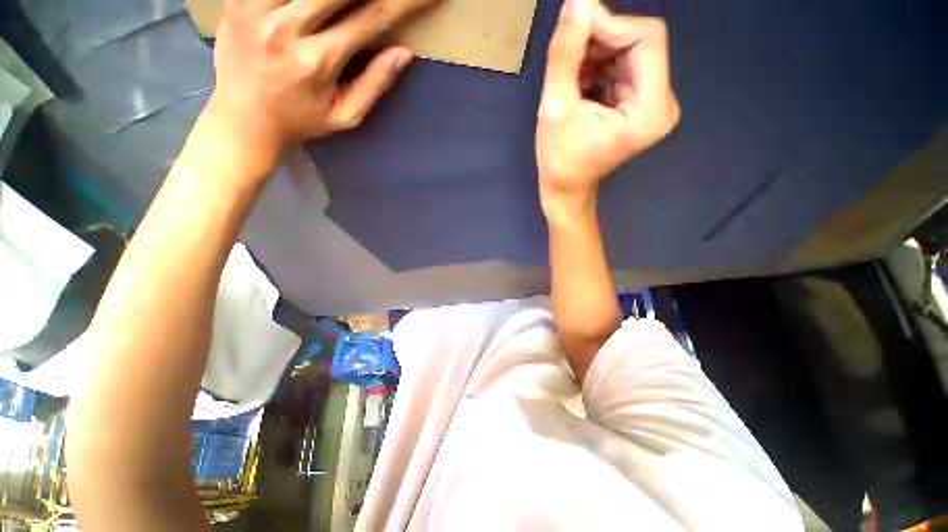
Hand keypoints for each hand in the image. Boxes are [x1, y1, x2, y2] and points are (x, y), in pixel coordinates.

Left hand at [204, 0, 438, 170]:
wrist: (243, 119)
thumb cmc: (301, 121)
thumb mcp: (345, 116)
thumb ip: (374, 85)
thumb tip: (403, 53)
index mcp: (319, 61)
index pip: (370, 18)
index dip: (403, 2)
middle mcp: (287, 27)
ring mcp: (256, 7)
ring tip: (352, 1)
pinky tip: (318, 1)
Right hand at [536, 0, 679, 216]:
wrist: (566, 188)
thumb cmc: (560, 160)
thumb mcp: (556, 108)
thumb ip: (566, 54)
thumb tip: (576, 1)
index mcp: (650, 109)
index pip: (646, 38)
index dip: (610, 25)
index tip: (574, 28)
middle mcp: (661, 102)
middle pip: (639, 43)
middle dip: (600, 41)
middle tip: (566, 56)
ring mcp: (652, 103)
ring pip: (629, 53)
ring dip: (596, 54)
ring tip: (568, 77)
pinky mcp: (639, 104)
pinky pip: (623, 68)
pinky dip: (598, 67)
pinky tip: (578, 84)